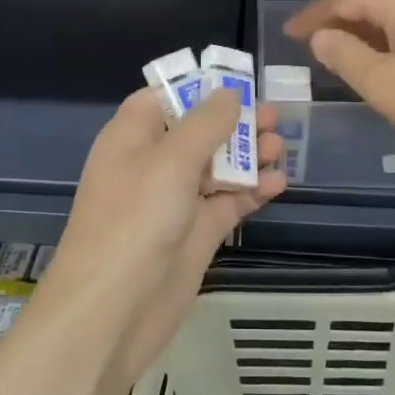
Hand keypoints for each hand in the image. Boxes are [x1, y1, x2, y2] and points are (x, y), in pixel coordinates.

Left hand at [46, 88, 285, 381]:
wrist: (113, 312)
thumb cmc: (135, 221)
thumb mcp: (170, 160)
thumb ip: (205, 123)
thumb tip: (229, 94)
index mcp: (132, 137)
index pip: (164, 98)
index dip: (198, 88)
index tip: (238, 83)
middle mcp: (152, 164)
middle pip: (197, 131)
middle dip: (234, 121)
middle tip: (274, 116)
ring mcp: (175, 201)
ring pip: (217, 167)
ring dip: (248, 155)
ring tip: (281, 147)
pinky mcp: (195, 234)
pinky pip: (228, 202)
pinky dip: (251, 191)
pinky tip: (278, 183)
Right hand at [285, 0, 394, 161]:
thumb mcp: (382, 83)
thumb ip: (344, 56)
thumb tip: (322, 36)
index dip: (313, 17)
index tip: (289, 34)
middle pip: (374, 2)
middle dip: (342, 24)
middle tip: (315, 48)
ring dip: (370, 35)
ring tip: (349, 59)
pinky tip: (394, 66)